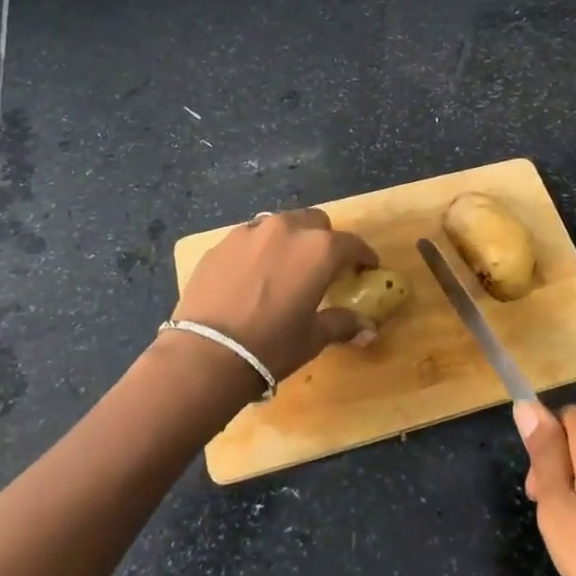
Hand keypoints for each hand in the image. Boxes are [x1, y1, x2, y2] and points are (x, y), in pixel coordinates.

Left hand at [169, 208, 378, 380]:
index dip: (363, 256)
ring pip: (280, 224)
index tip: (367, 267)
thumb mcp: (313, 337)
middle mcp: (287, 229)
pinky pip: (250, 238)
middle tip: (323, 266)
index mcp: (319, 249)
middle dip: (324, 240)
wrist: (207, 353)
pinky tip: (253, 275)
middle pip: (315, 222)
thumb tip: (368, 330)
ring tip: (285, 266)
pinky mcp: (222, 243)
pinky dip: (259, 249)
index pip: (352, 244)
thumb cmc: (271, 346)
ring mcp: (250, 232)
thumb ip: (342, 324)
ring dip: (290, 239)